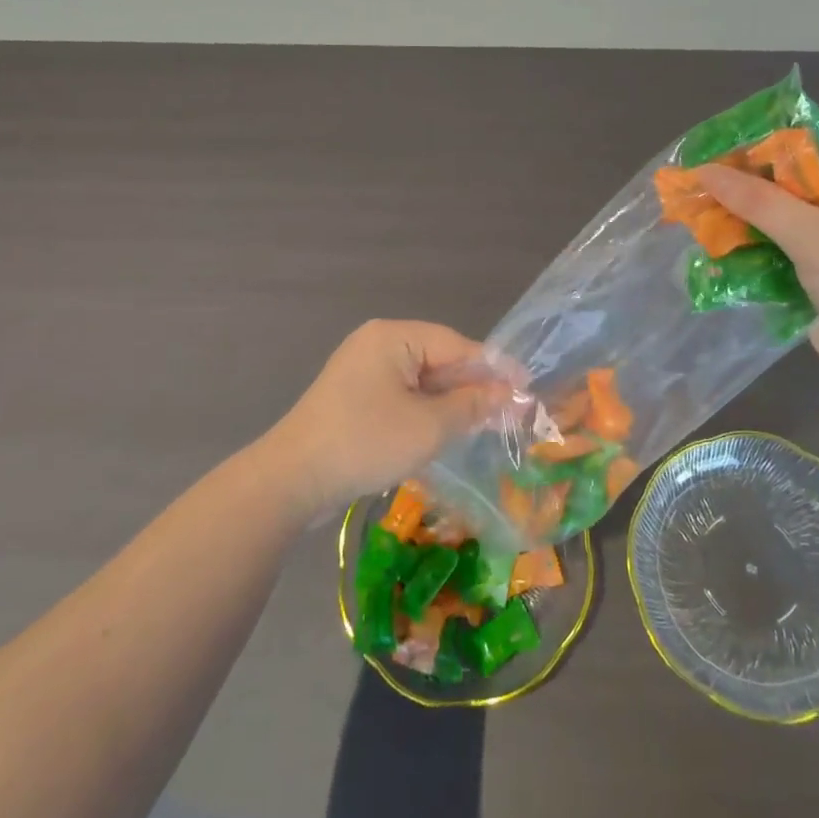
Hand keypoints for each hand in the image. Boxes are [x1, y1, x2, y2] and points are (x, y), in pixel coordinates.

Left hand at [260, 321, 512, 518]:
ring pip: (421, 381)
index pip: (456, 344)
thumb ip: (471, 405)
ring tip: (484, 423)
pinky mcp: (354, 398)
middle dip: (471, 386)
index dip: (493, 367)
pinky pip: (401, 395)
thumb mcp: (428, 426)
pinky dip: (425, 411)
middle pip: (438, 359)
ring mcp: (362, 371)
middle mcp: (377, 344)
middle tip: (509, 411)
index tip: (527, 387)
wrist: (292, 480)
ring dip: (450, 402)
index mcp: (393, 337)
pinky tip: (445, 431)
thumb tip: (508, 394)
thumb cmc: (365, 442)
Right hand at [699, 131, 818, 402]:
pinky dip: (747, 254)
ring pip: (778, 221)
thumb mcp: (815, 234)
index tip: (722, 144)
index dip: (770, 139)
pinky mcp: (816, 280)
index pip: (815, 142)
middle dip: (744, 184)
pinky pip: (775, 256)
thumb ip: (758, 201)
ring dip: (740, 221)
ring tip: (693, 217)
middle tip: (696, 183)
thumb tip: (704, 171)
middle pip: (790, 183)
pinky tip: (712, 254)